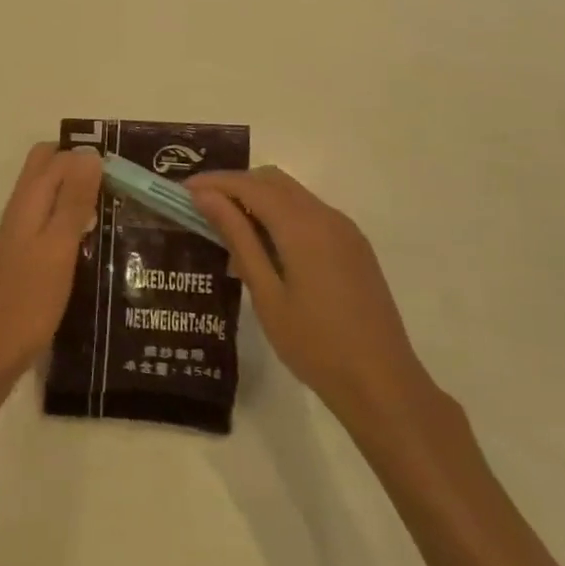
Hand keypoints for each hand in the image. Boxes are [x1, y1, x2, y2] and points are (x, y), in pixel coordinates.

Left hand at [0, 142, 100, 388]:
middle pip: (48, 170)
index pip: (57, 156)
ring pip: (51, 195)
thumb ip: (73, 200)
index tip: (126, 168)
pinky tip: (98, 239)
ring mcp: (21, 232)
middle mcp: (21, 208)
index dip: (88, 155)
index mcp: (28, 200)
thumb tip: (89, 154)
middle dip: (81, 168)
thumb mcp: (58, 246)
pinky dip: (72, 219)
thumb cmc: (30, 298)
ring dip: (79, 194)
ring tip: (119, 208)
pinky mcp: (27, 255)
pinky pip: (51, 221)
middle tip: (120, 185)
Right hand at [187, 167, 434, 427]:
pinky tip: (263, 249)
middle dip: (234, 186)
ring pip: (292, 195)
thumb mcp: (266, 292)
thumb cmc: (314, 344)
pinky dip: (280, 216)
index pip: (250, 185)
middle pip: (273, 180)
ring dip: (257, 199)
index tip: (182, 191)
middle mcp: (327, 217)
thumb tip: (206, 197)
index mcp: (304, 227)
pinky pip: (309, 214)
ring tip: (226, 230)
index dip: (214, 183)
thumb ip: (237, 238)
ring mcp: (345, 231)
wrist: (382, 384)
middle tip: (201, 208)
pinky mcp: (353, 247)